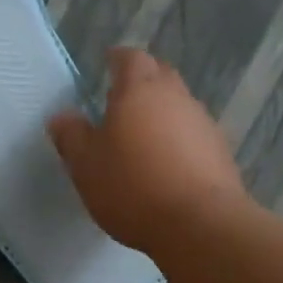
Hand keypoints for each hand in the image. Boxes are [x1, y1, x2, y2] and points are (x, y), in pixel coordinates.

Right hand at [47, 48, 246, 253]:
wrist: (200, 224)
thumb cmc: (132, 187)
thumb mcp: (86, 166)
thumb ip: (72, 136)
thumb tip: (62, 116)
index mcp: (139, 90)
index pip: (129, 58)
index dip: (117, 59)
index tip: (106, 65)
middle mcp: (176, 97)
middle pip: (159, 75)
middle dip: (141, 81)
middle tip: (121, 100)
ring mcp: (203, 123)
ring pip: (179, 105)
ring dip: (161, 113)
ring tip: (142, 137)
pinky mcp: (220, 151)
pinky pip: (193, 134)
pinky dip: (179, 140)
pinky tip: (167, 165)